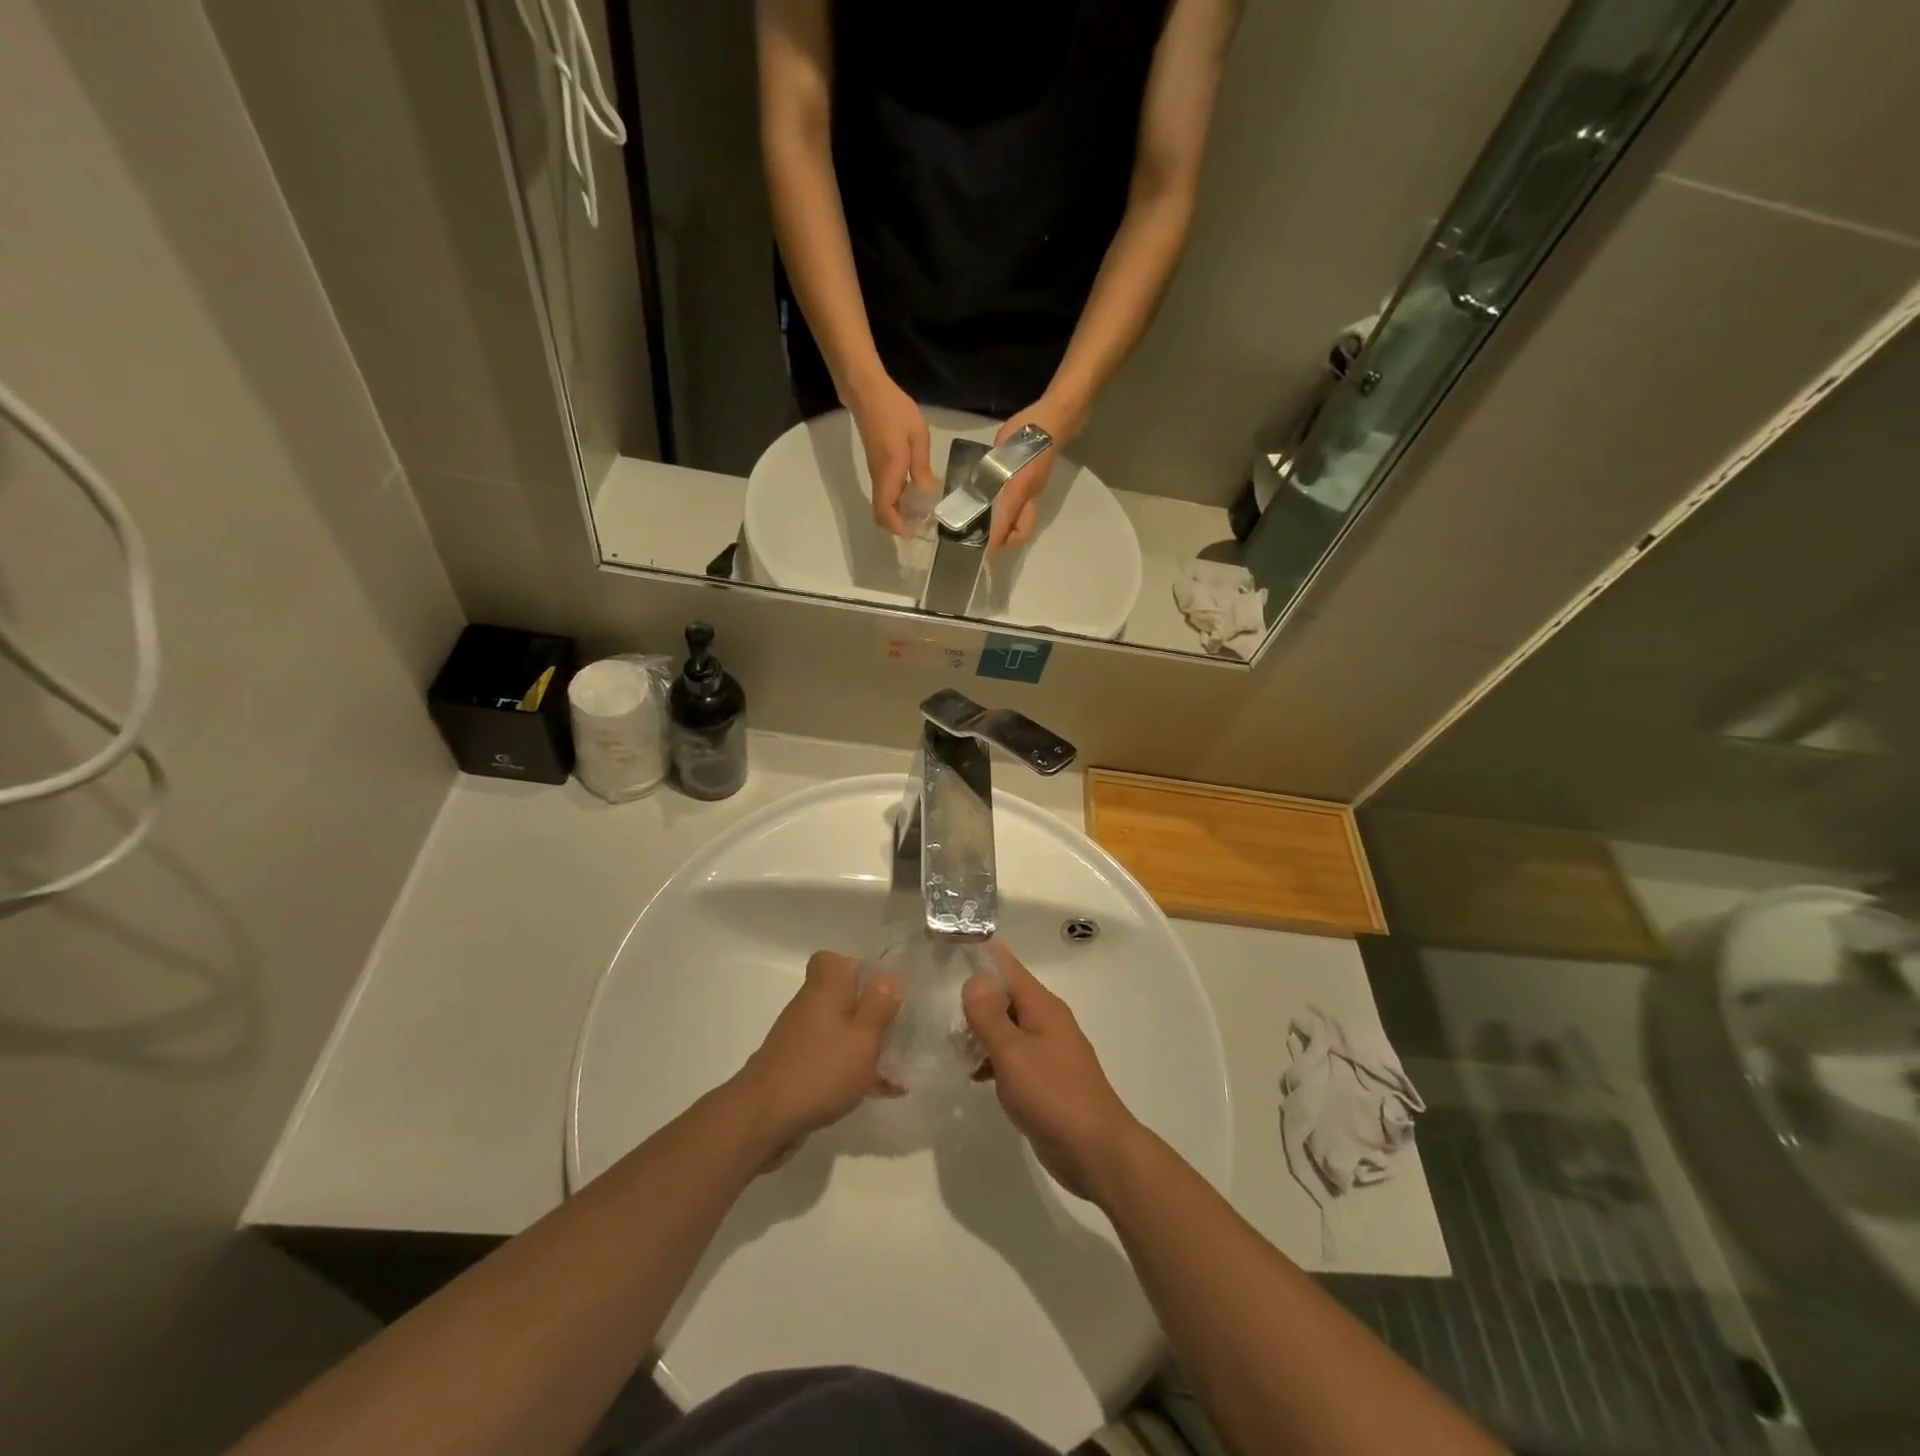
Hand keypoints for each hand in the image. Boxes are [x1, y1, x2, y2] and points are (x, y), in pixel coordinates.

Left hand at [732, 951, 900, 1162]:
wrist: (763, 1118)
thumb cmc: (821, 1070)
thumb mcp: (863, 1037)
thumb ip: (879, 1006)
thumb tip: (887, 976)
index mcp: (825, 991)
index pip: (829, 960)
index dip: (854, 968)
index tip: (877, 989)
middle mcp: (808, 1008)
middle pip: (839, 998)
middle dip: (867, 1013)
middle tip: (894, 1031)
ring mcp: (798, 1041)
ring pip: (837, 1032)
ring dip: (863, 1046)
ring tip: (895, 1070)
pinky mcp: (794, 1070)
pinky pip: (829, 1060)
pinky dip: (850, 1071)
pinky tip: (876, 1093)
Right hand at [848, 374, 935, 536]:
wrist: (868, 392)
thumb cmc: (894, 411)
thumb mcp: (917, 437)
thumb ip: (922, 467)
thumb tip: (927, 494)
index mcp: (889, 473)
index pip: (885, 512)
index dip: (897, 528)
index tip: (914, 533)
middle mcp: (879, 478)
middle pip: (882, 513)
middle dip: (899, 525)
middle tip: (922, 525)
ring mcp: (876, 473)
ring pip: (884, 504)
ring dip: (900, 513)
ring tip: (923, 512)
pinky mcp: (877, 467)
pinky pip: (887, 492)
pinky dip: (898, 500)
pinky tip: (915, 494)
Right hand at [962, 943, 1141, 1199]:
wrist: (1096, 1152)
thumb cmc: (1053, 1096)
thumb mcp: (1013, 1054)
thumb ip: (990, 1016)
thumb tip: (974, 979)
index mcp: (1042, 1006)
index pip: (1008, 967)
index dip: (981, 955)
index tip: (949, 947)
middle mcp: (1046, 1021)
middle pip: (1005, 996)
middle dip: (975, 997)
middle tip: (935, 1001)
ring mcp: (1047, 1050)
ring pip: (1007, 1027)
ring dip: (980, 1031)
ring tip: (947, 1040)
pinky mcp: (1045, 1079)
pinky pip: (1013, 1056)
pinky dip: (992, 1058)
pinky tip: (971, 1073)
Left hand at [987, 397, 1081, 549]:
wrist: (1054, 420)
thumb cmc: (1026, 432)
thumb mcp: (1000, 451)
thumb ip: (988, 473)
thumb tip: (976, 493)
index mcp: (1019, 490)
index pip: (1005, 525)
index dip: (994, 542)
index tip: (982, 552)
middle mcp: (1030, 497)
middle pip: (1022, 533)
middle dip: (1005, 541)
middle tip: (986, 538)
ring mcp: (1036, 493)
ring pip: (1025, 522)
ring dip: (1009, 529)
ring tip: (989, 525)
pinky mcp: (1037, 487)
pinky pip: (1026, 509)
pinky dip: (1013, 514)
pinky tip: (999, 506)